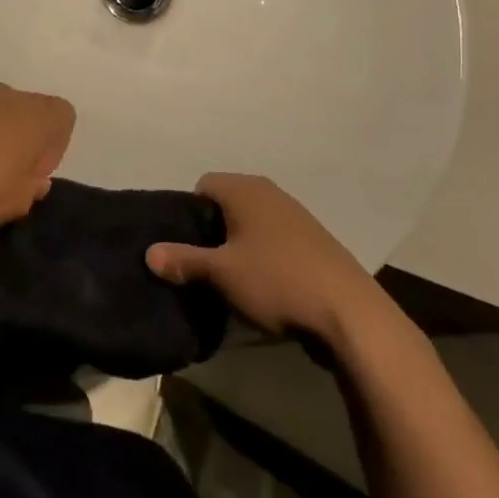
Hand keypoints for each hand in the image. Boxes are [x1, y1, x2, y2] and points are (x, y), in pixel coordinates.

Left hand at [0, 85, 75, 235]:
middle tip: (8, 179)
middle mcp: (12, 95)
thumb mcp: (18, 204)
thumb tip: (34, 180)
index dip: (55, 149)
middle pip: (31, 115)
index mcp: (39, 114)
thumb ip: (33, 191)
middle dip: (25, 145)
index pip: (65, 118)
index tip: (33, 176)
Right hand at [147, 173, 383, 341]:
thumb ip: (183, 260)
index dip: (189, 213)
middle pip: (227, 203)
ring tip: (232, 279)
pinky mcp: (314, 241)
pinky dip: (264, 255)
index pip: (203, 185)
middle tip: (203, 264)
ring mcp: (296, 215)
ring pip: (252, 222)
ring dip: (239, 245)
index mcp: (245, 189)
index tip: (187, 245)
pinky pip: (274, 239)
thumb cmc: (276, 281)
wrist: (349, 313)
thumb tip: (149, 253)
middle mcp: (270, 193)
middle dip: (212, 231)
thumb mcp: (221, 273)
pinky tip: (265, 286)